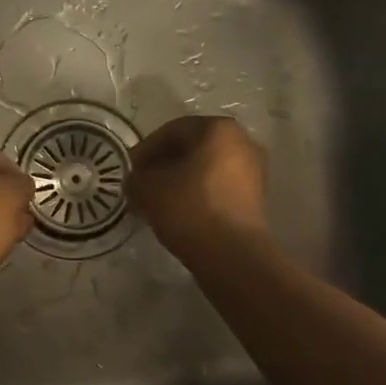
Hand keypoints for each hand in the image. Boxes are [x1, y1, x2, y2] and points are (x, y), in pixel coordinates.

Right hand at [128, 116, 268, 265]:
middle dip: (162, 166)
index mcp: (219, 129)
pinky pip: (218, 188)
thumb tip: (135, 181)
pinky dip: (196, 196)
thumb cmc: (190, 208)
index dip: (145, 150)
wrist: (234, 256)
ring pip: (205, 170)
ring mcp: (254, 171)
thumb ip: (136, 179)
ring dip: (178, 182)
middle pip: (191, 149)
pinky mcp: (256, 199)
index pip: (172, 131)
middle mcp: (242, 142)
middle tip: (140, 186)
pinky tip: (177, 214)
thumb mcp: (149, 189)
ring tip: (155, 203)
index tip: (129, 171)